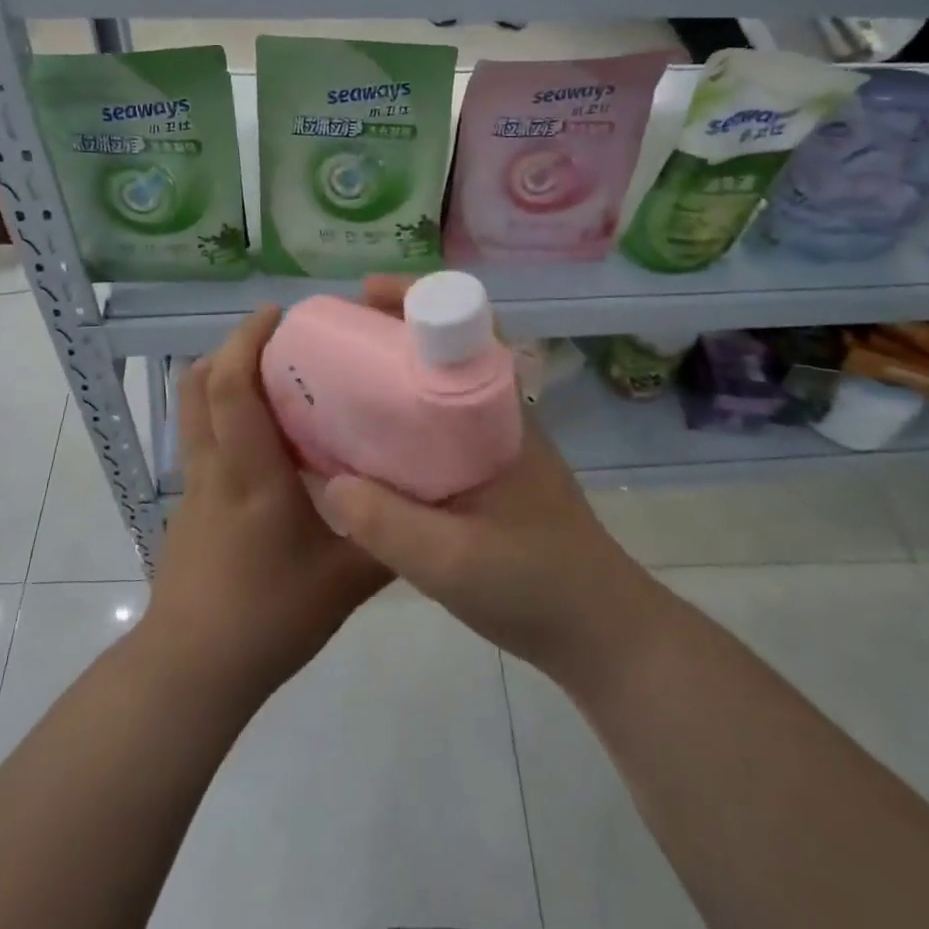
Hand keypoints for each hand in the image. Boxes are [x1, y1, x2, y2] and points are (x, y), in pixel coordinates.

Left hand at [144, 304, 391, 705]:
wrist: (192, 670)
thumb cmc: (269, 618)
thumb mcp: (346, 583)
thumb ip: (389, 536)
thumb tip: (426, 497)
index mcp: (251, 474)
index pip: (232, 387)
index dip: (247, 340)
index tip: (280, 314)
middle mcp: (215, 467)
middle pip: (201, 384)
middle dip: (233, 346)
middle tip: (280, 338)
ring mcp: (194, 485)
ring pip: (194, 409)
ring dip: (222, 376)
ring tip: (271, 375)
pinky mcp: (189, 505)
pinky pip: (201, 438)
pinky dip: (224, 414)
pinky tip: (265, 440)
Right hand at [314, 278, 656, 690]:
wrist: (599, 633)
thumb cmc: (536, 586)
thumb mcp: (453, 562)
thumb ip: (388, 525)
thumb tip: (329, 480)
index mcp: (499, 414)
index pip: (467, 328)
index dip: (416, 300)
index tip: (363, 296)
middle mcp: (497, 416)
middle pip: (442, 350)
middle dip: (388, 332)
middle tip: (331, 339)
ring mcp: (492, 445)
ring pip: (435, 388)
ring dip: (390, 374)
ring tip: (333, 383)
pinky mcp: (485, 475)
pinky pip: (433, 427)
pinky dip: (397, 419)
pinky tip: (362, 445)